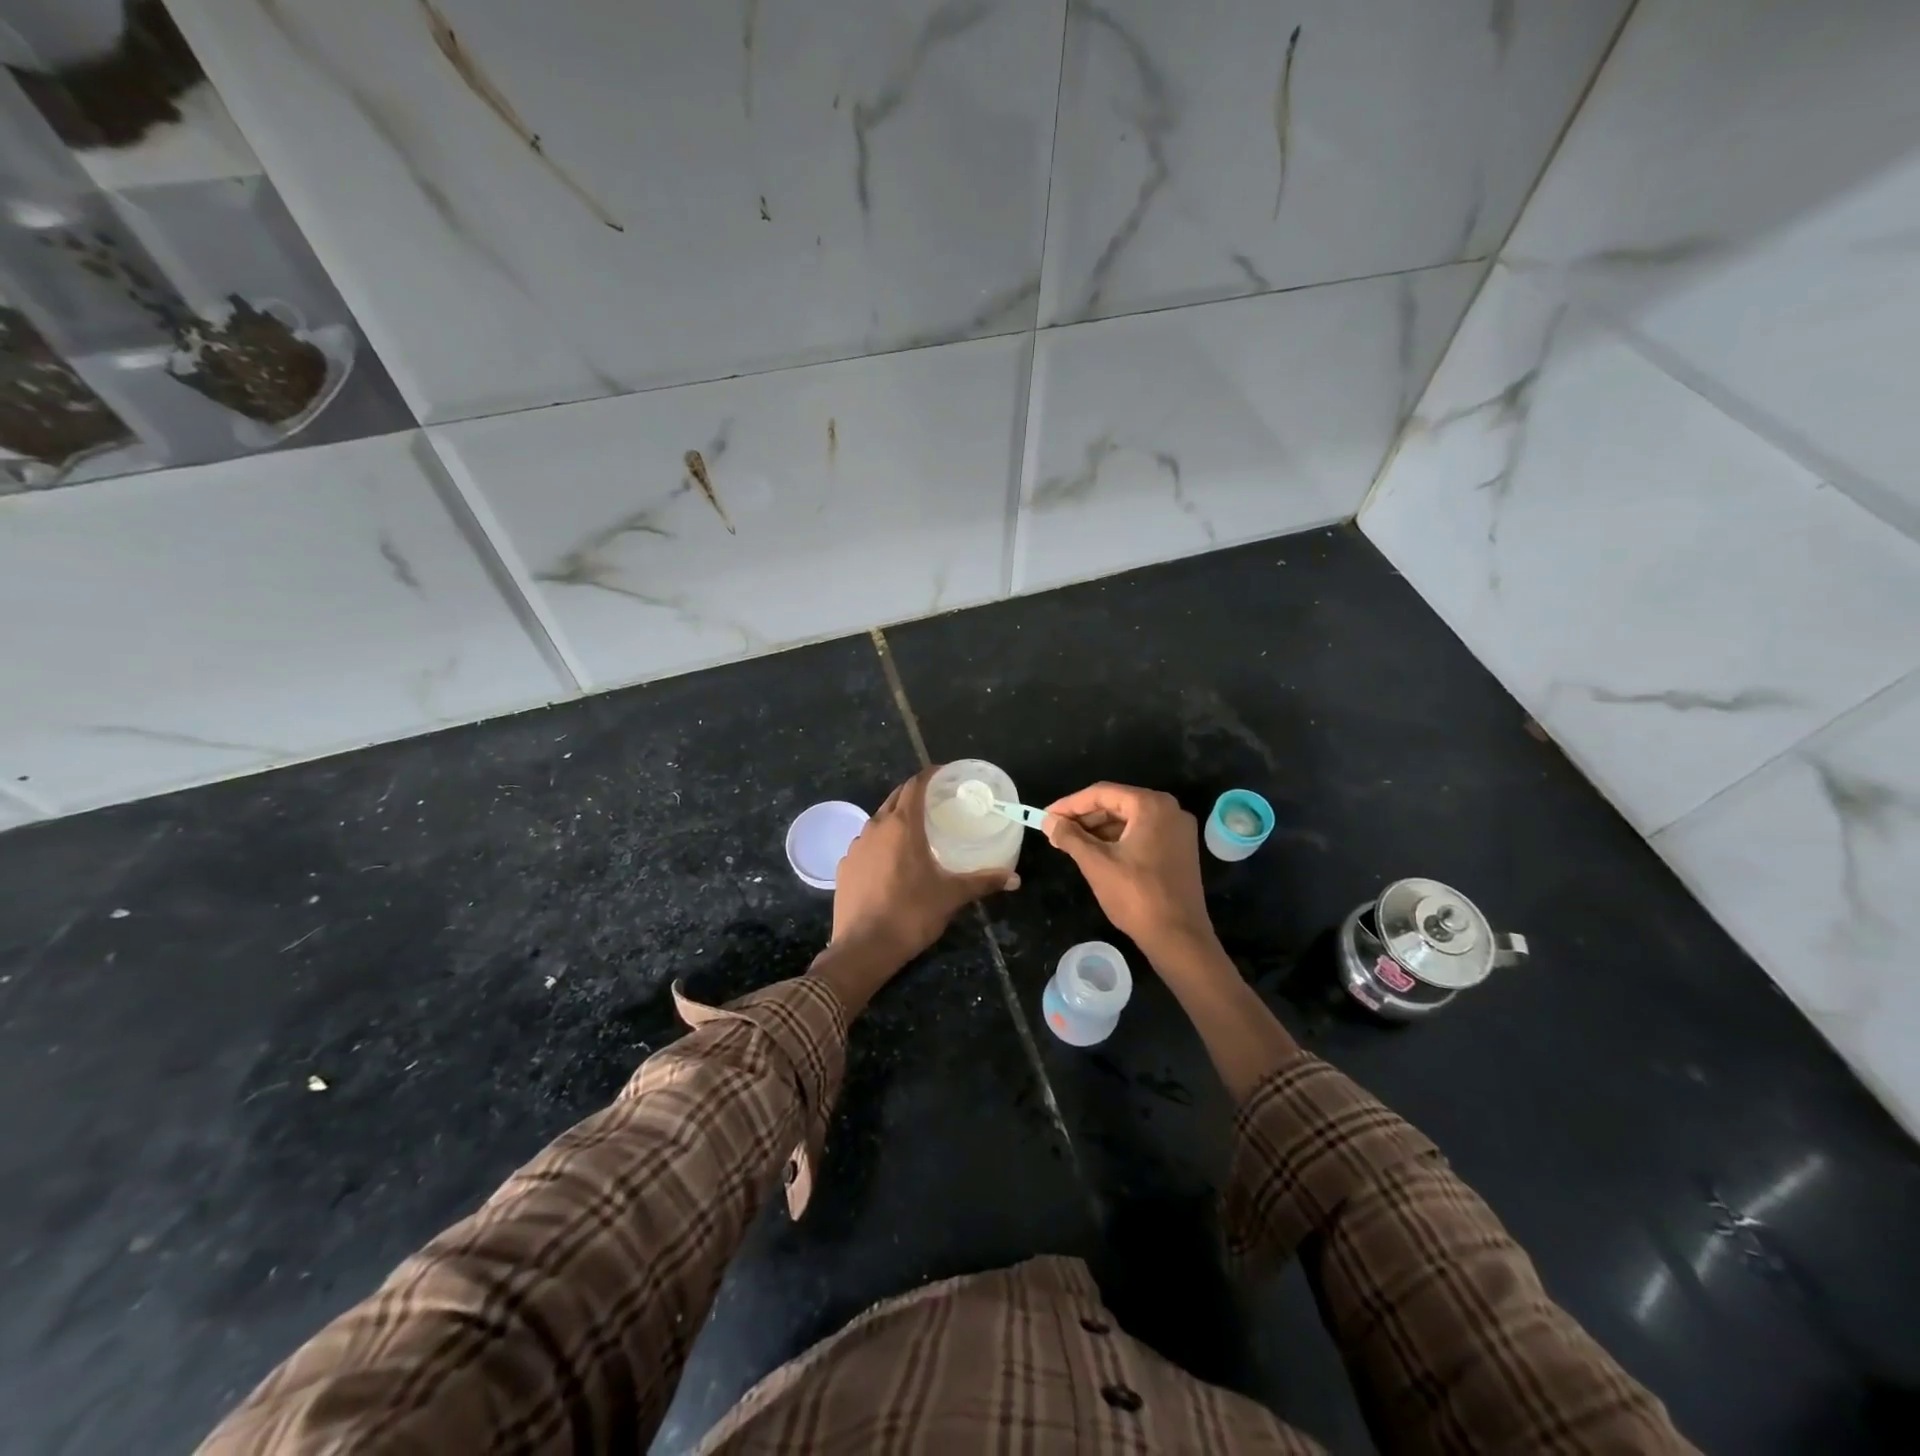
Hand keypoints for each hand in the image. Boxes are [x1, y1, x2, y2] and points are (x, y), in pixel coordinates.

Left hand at [828, 766, 1017, 970]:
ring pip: (878, 822)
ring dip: (896, 820)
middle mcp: (875, 828)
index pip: (914, 786)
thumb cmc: (911, 914)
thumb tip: (1015, 878)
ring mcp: (855, 847)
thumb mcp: (951, 896)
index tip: (944, 774)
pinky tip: (891, 862)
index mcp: (902, 826)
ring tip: (916, 832)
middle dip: (914, 795)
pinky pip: (866, 845)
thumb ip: (983, 882)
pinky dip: (880, 844)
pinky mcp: (844, 867)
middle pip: (895, 799)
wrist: (863, 949)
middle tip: (936, 802)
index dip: (929, 775)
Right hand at [1043, 782, 1214, 957]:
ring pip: (1129, 820)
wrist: (1179, 937)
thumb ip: (1070, 837)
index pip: (1102, 793)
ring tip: (1070, 843)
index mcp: (1151, 805)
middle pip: (1117, 804)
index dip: (1070, 804)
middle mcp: (1169, 810)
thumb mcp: (1096, 863)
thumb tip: (1049, 822)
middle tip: (1056, 831)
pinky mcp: (1179, 849)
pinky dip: (1118, 840)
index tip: (1046, 816)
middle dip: (1084, 817)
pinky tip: (1096, 852)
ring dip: (1099, 829)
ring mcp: (1178, 830)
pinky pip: (1142, 834)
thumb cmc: (1136, 896)